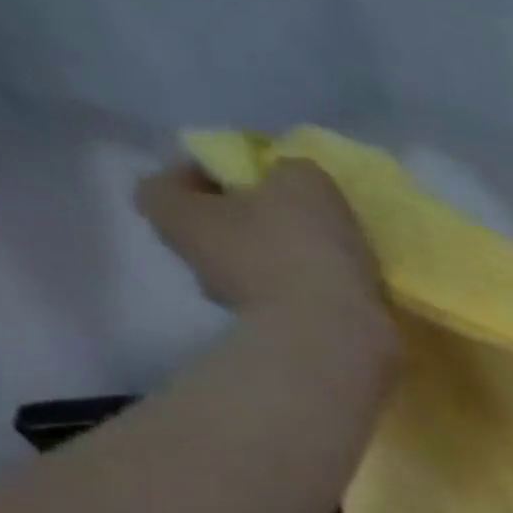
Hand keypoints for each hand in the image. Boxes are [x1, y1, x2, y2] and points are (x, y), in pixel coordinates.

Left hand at [136, 160, 385, 322]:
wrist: (339, 340)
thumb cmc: (302, 250)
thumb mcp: (303, 182)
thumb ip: (291, 172)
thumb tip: (294, 185)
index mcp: (179, 218)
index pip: (166, 185)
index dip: (201, 174)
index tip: (243, 175)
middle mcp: (200, 267)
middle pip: (216, 233)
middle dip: (250, 222)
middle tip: (293, 215)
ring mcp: (244, 312)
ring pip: (258, 272)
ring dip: (287, 263)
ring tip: (331, 256)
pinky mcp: (287, 340)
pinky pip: (296, 305)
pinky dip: (316, 295)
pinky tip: (347, 289)